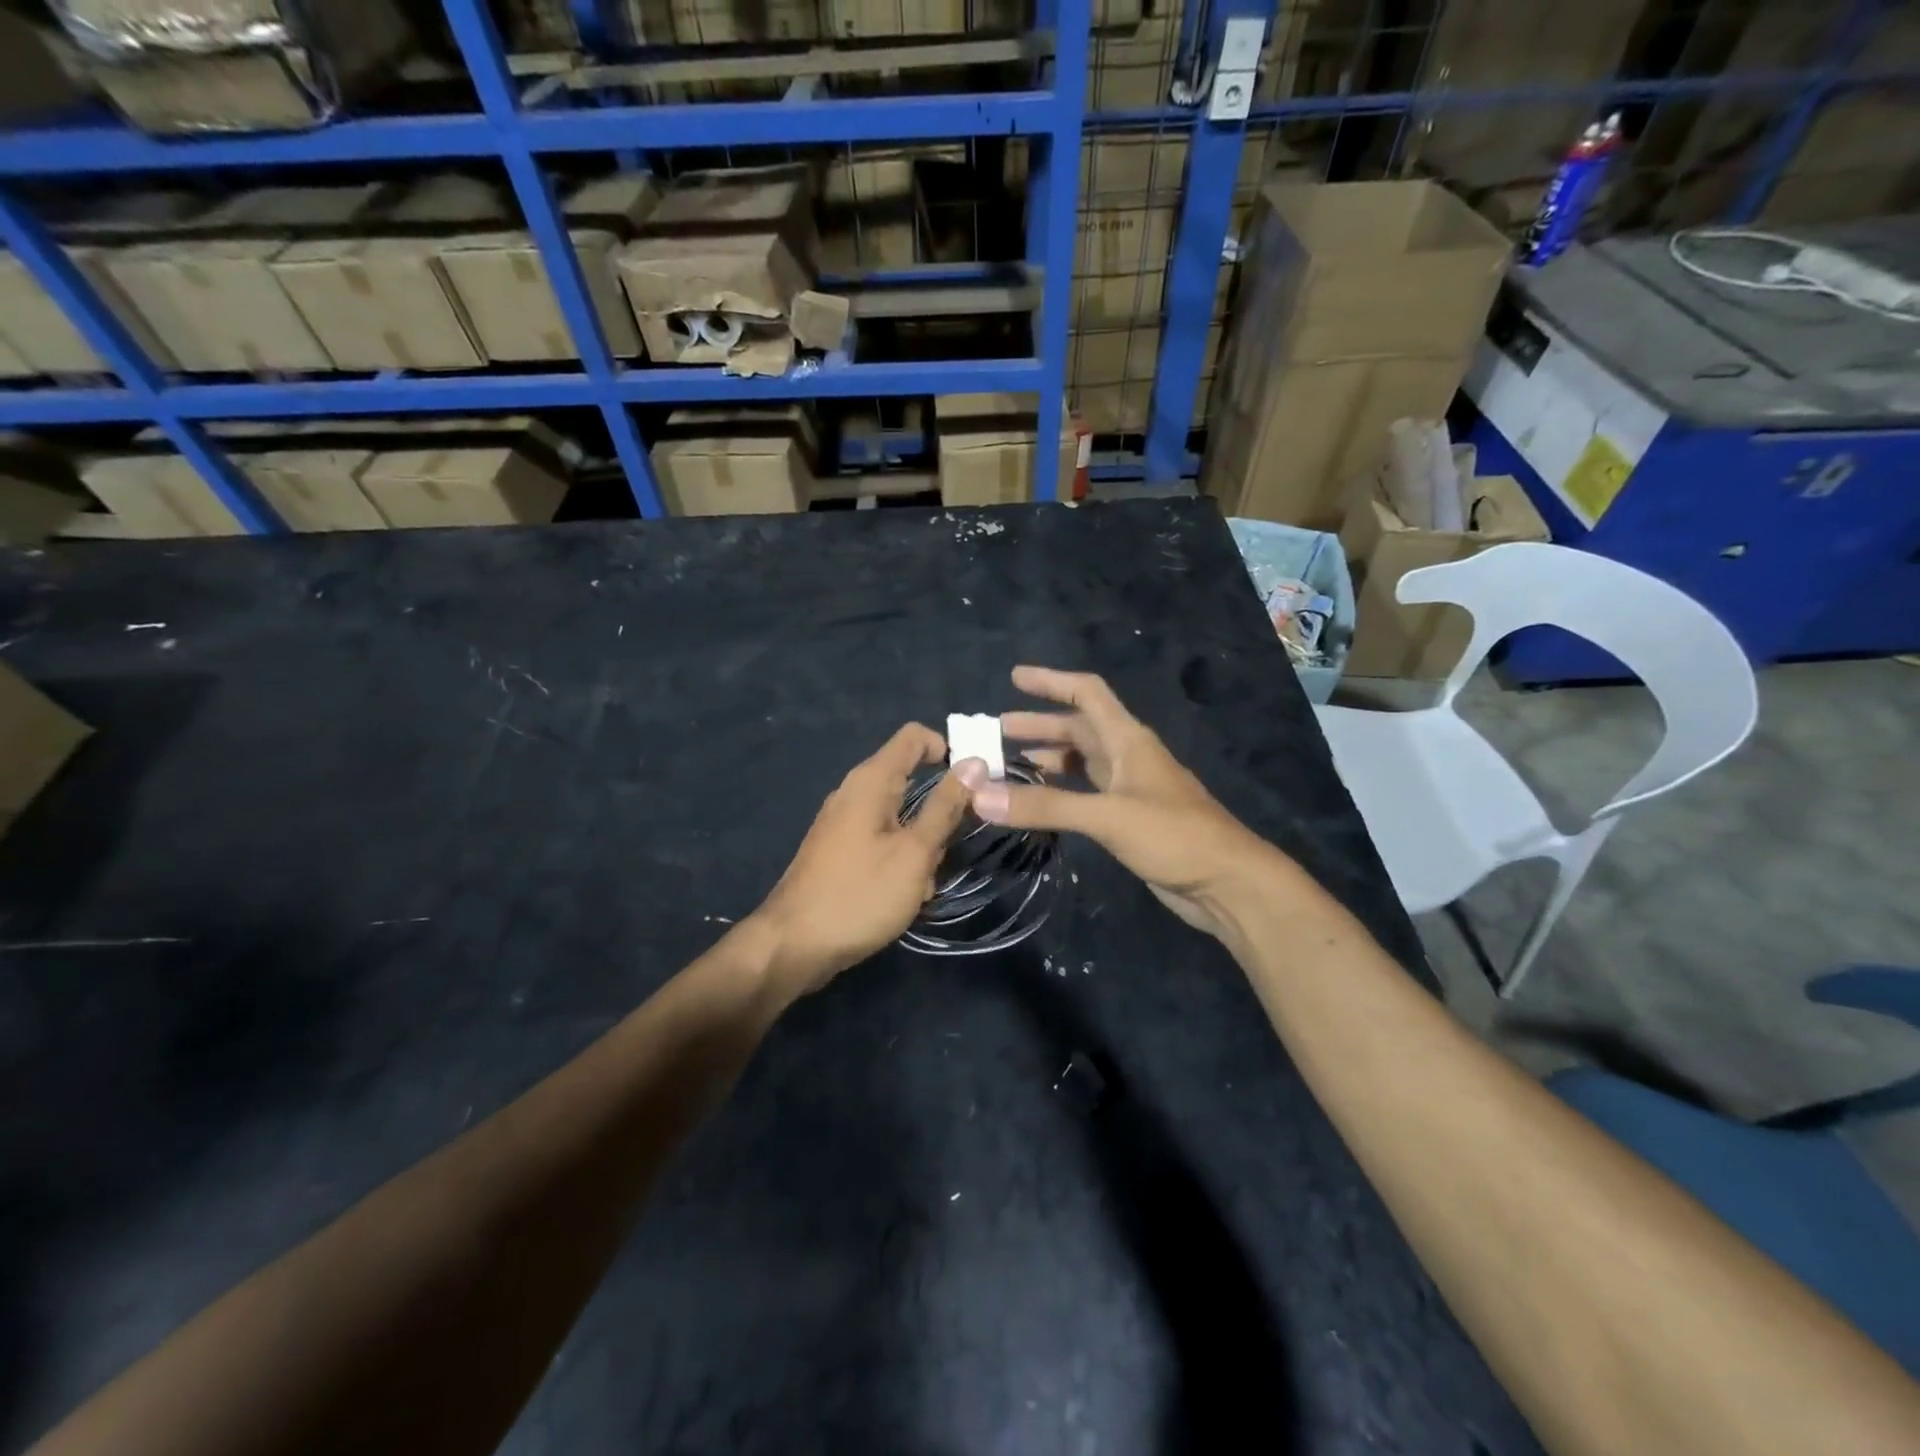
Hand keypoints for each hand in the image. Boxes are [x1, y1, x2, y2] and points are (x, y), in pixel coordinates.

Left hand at [749, 723, 971, 998]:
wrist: (793, 946)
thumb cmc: (859, 895)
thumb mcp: (914, 852)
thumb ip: (945, 807)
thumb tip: (974, 763)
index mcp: (870, 781)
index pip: (914, 737)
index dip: (947, 749)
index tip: (973, 784)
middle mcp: (854, 794)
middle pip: (910, 780)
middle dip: (939, 811)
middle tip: (950, 848)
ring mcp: (844, 824)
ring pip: (900, 818)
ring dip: (922, 845)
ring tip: (924, 883)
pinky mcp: (840, 852)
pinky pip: (882, 841)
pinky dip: (901, 861)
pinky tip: (906, 895)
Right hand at [955, 666, 1284, 939]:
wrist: (1227, 883)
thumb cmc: (1173, 835)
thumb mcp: (1107, 816)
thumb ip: (1045, 806)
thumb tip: (980, 796)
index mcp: (1128, 740)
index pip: (1087, 693)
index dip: (1051, 681)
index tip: (1014, 678)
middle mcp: (1128, 757)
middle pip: (1079, 729)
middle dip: (1039, 726)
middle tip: (997, 732)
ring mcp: (1131, 789)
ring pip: (1082, 762)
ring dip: (1048, 759)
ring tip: (1009, 765)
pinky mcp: (1130, 819)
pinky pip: (1086, 794)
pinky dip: (1060, 792)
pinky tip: (1040, 803)